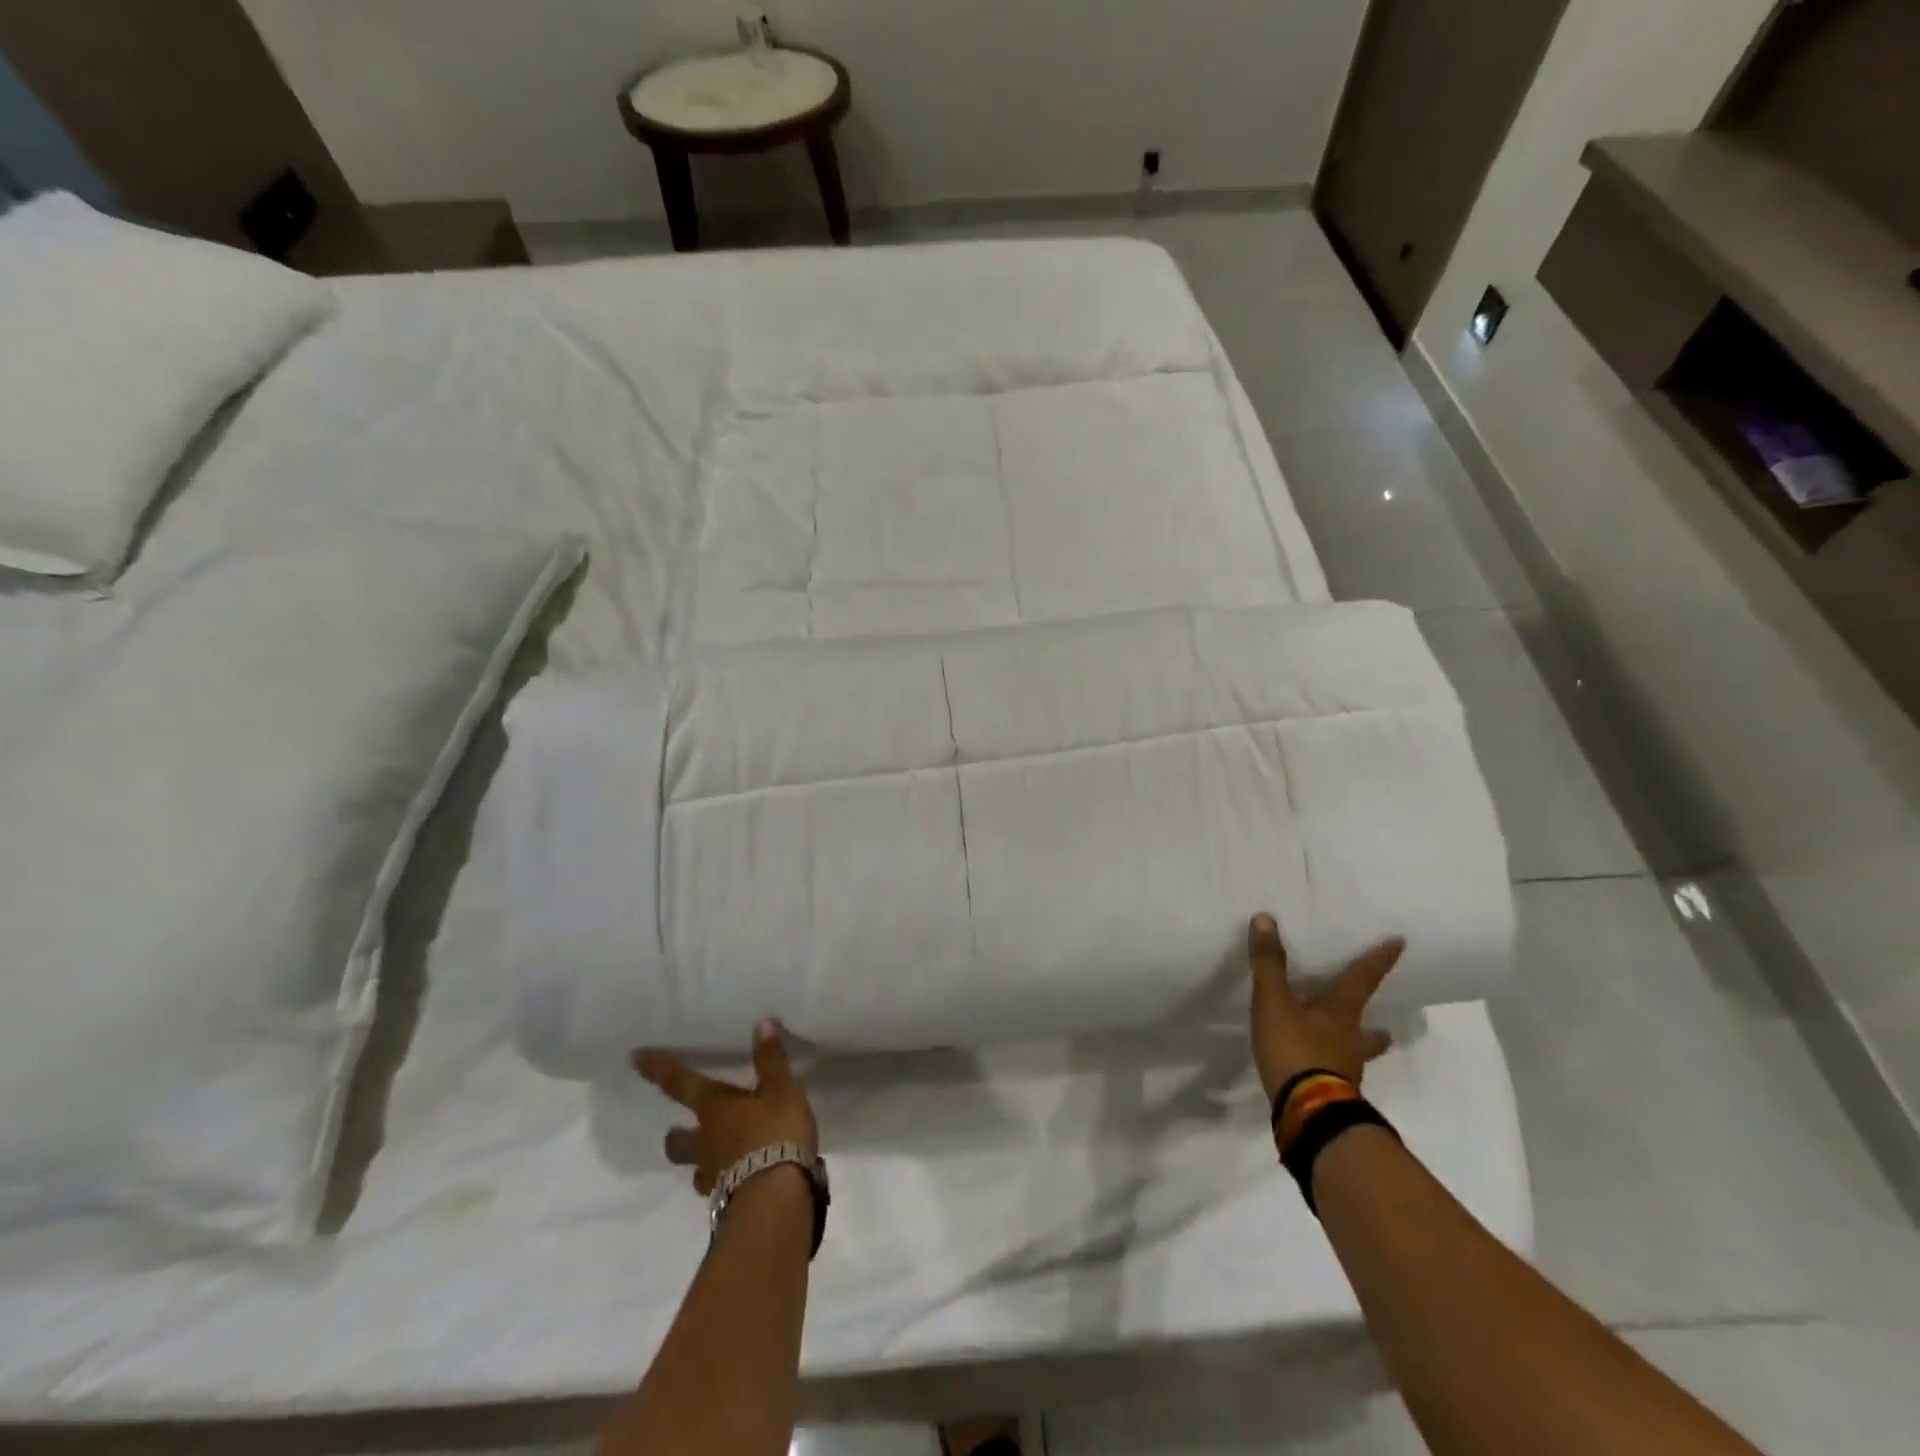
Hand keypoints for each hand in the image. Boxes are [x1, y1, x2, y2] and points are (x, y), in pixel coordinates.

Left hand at [635, 1020, 818, 1196]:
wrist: (776, 1199)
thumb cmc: (775, 1133)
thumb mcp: (782, 1090)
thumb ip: (771, 1059)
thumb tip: (762, 1023)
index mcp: (714, 1108)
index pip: (680, 1084)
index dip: (659, 1069)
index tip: (635, 1059)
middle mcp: (705, 1141)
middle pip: (677, 1140)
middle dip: (675, 1134)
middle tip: (678, 1128)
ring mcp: (713, 1175)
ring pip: (695, 1168)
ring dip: (700, 1161)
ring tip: (716, 1156)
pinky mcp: (728, 1201)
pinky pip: (718, 1189)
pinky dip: (725, 1182)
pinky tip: (741, 1180)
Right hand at [1248, 913, 1402, 1101]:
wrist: (1308, 1113)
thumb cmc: (1295, 1048)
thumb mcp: (1274, 1001)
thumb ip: (1269, 963)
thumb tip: (1266, 919)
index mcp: (1340, 1013)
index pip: (1362, 979)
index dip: (1378, 960)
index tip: (1400, 943)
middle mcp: (1350, 1041)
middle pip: (1369, 1029)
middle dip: (1375, 1027)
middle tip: (1385, 1027)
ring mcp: (1344, 1071)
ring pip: (1355, 1055)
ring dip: (1355, 1049)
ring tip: (1350, 1048)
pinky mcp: (1331, 1093)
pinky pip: (1335, 1074)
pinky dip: (1330, 1068)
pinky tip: (1318, 1071)